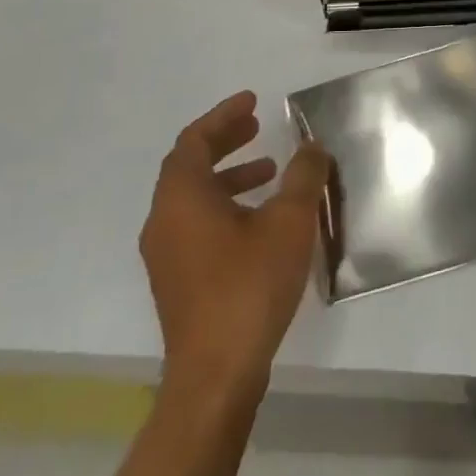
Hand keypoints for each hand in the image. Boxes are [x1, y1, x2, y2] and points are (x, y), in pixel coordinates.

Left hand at [140, 91, 330, 399]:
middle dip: (225, 141)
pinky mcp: (177, 280)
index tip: (253, 102)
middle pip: (189, 165)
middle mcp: (164, 220)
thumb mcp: (289, 222)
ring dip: (229, 176)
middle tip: (256, 126)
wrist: (215, 373)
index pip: (194, 140)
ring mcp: (166, 254)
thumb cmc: (249, 286)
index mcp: (181, 197)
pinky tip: (260, 221)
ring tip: (269, 171)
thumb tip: (312, 147)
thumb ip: (304, 176)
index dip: (223, 116)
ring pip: (194, 197)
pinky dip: (225, 206)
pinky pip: (196, 224)